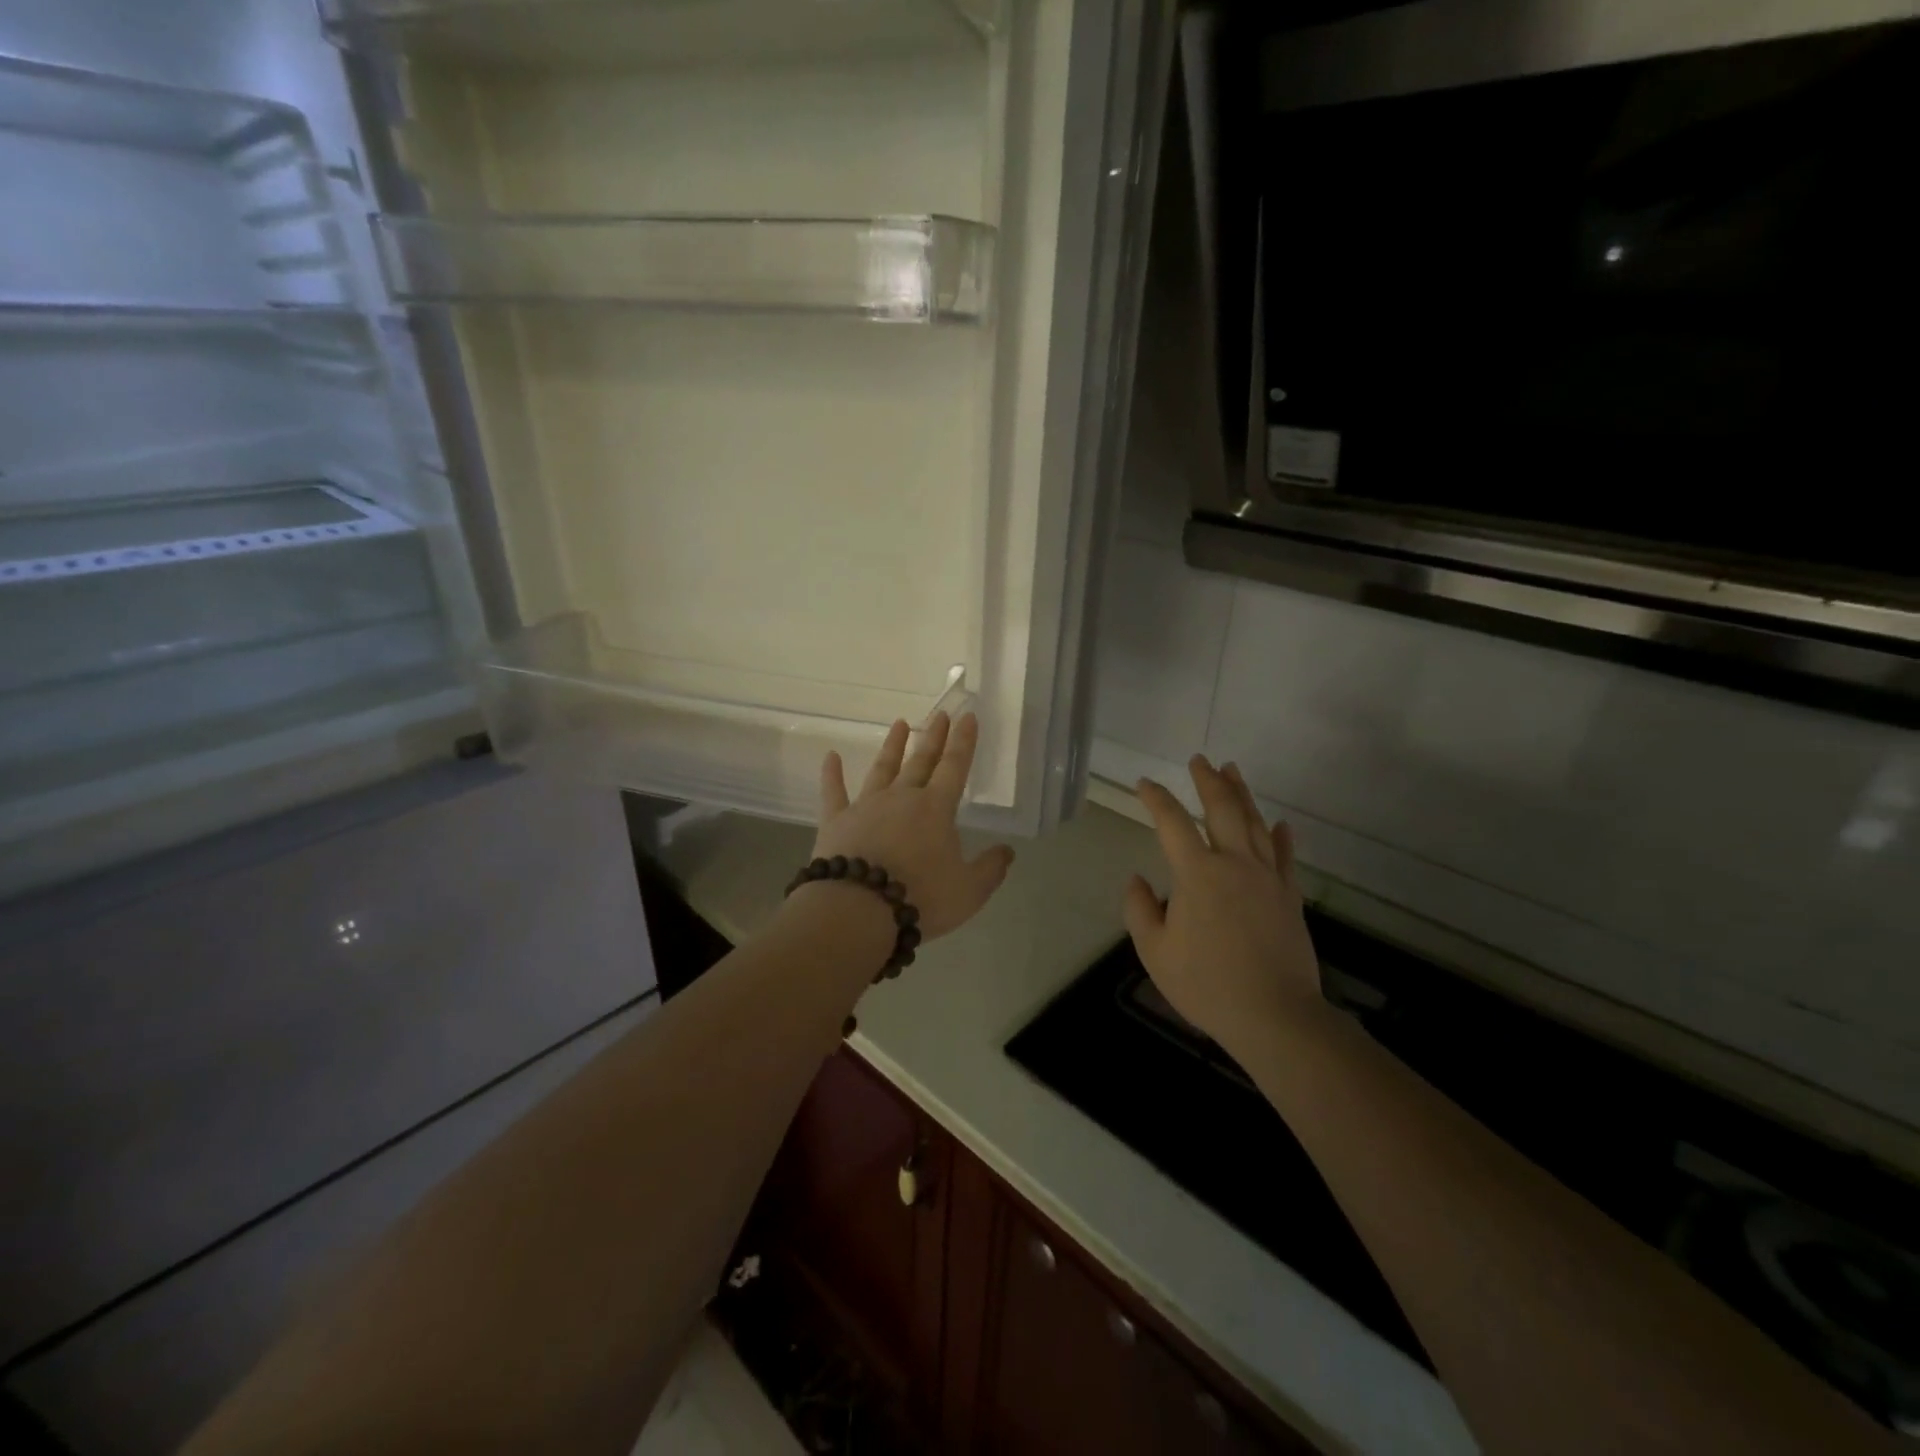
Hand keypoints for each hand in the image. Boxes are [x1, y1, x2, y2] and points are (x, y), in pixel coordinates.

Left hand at [811, 712, 1014, 940]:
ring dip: (892, 746)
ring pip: (882, 769)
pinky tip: (830, 756)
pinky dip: (831, 774)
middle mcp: (902, 798)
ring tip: (900, 724)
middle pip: (921, 761)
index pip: (955, 767)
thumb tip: (1008, 851)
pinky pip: (833, 792)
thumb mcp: (969, 891)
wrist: (858, 910)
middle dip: (933, 737)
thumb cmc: (920, 899)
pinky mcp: (836, 821)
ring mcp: (866, 806)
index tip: (968, 717)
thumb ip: (990, 868)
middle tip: (940, 713)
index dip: (964, 742)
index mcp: (936, 809)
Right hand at [1122, 757, 1328, 1060]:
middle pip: (1222, 810)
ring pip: (1255, 824)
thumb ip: (1139, 909)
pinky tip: (1279, 823)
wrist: (1274, 1015)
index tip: (1144, 785)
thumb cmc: (1207, 983)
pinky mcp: (1289, 896)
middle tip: (1199, 760)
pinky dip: (1280, 836)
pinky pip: (1284, 856)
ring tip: (1232, 771)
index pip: (1172, 823)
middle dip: (1208, 781)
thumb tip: (1137, 880)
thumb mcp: (1155, 951)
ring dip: (1242, 794)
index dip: (1156, 799)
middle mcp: (1235, 863)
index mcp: (1198, 874)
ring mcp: (1267, 877)